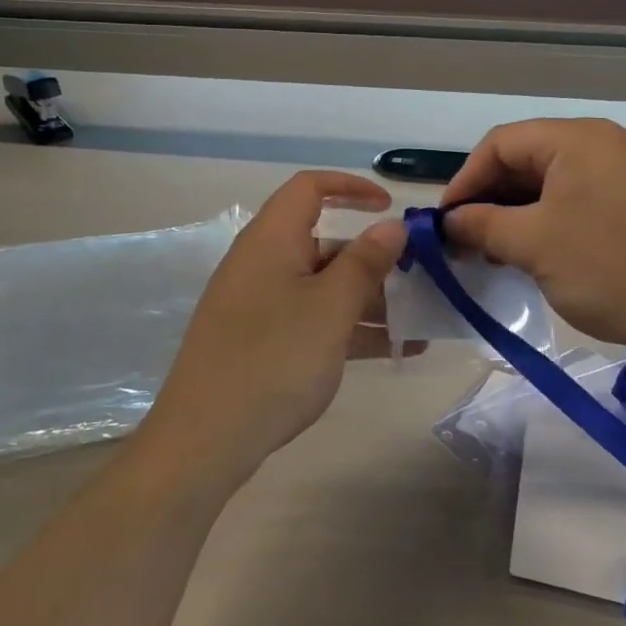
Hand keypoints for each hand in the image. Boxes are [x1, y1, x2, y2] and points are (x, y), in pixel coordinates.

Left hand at [146, 171, 406, 484]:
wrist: (206, 438)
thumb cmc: (274, 359)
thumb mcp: (330, 308)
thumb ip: (364, 263)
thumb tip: (391, 225)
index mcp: (271, 240)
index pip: (309, 188)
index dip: (351, 187)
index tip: (391, 207)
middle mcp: (262, 263)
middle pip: (322, 242)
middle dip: (373, 259)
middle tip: (419, 281)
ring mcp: (259, 305)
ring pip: (321, 287)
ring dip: (369, 300)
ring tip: (419, 323)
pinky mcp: (260, 341)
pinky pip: (311, 320)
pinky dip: (348, 328)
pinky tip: (393, 350)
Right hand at [438, 118, 625, 362]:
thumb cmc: (611, 270)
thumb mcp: (533, 245)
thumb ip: (482, 225)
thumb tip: (449, 221)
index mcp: (578, 139)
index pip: (500, 144)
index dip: (465, 180)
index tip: (444, 222)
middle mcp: (604, 143)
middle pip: (527, 159)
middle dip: (490, 198)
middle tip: (466, 241)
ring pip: (552, 182)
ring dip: (516, 213)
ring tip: (496, 252)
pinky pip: (580, 199)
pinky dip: (549, 221)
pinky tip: (536, 253)